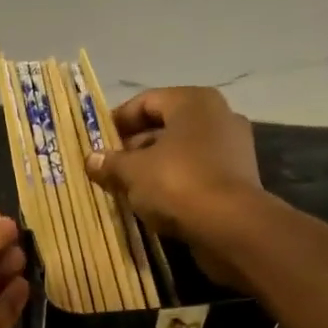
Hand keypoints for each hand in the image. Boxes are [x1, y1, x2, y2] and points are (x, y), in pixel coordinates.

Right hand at [84, 88, 263, 285]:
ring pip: (181, 152)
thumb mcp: (133, 172)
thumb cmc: (177, 184)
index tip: (97, 142)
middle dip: (134, 147)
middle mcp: (218, 116)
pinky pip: (197, 172)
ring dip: (153, 167)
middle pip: (165, 126)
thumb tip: (90, 159)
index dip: (118, 121)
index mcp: (193, 101)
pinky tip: (154, 202)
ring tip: (127, 188)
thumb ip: (110, 163)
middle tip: (109, 168)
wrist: (230, 226)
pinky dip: (175, 183)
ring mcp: (232, 148)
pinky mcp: (237, 178)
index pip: (146, 101)